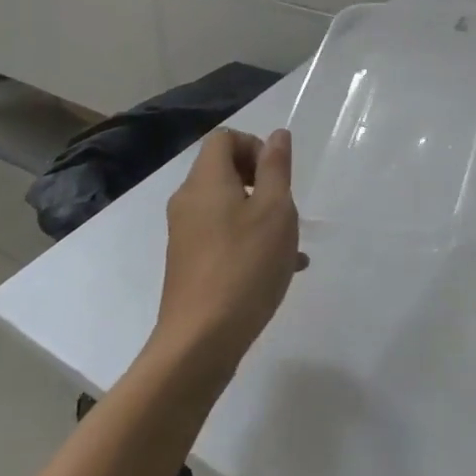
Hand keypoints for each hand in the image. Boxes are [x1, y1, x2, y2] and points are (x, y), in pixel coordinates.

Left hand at [154, 128, 305, 375]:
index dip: (254, 146)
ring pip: (227, 206)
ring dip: (260, 213)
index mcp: (205, 181)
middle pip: (224, 170)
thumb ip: (276, 167)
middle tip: (285, 207)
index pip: (224, 138)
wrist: (200, 341)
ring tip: (290, 242)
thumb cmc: (244, 265)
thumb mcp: (274, 210)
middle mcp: (189, 201)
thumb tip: (277, 135)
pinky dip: (249, 239)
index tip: (277, 175)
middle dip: (261, 181)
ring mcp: (185, 234)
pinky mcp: (189, 263)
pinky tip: (281, 267)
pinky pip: (222, 235)